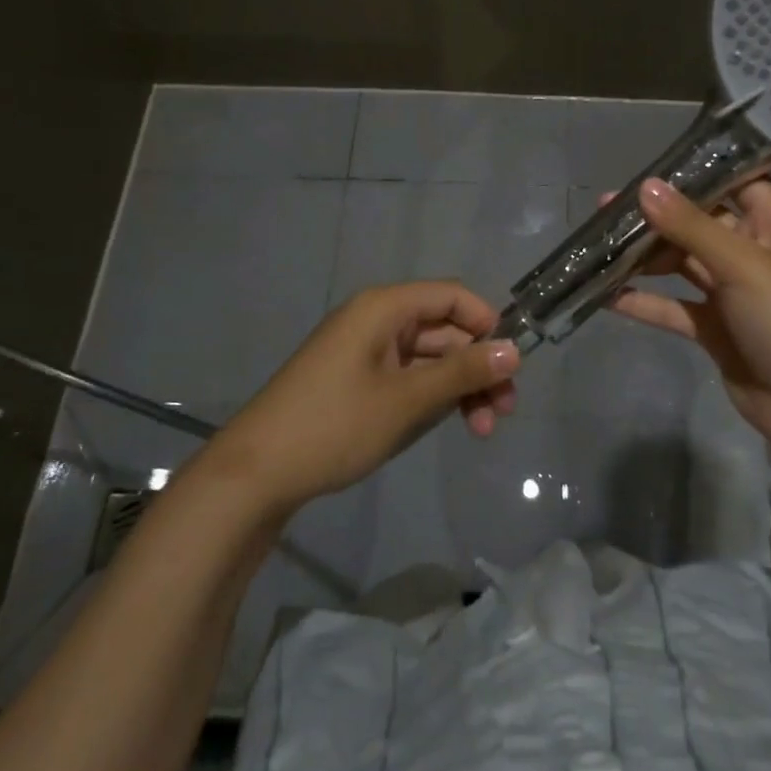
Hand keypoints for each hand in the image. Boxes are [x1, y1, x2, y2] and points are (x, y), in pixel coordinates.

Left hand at [205, 282, 519, 514]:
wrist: (255, 475)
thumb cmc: (334, 426)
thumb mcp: (406, 400)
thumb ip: (463, 372)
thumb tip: (515, 350)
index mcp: (383, 308)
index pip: (451, 296)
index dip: (486, 323)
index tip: (510, 364)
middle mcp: (376, 320)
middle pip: (444, 329)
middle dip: (477, 366)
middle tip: (504, 412)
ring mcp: (366, 351)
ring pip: (430, 357)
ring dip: (460, 387)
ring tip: (483, 429)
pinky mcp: (358, 380)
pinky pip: (408, 376)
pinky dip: (433, 396)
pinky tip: (451, 424)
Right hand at [608, 178, 770, 458]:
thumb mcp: (744, 266)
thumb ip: (692, 227)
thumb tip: (645, 186)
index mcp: (770, 227)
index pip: (736, 182)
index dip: (700, 170)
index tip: (652, 162)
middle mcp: (749, 253)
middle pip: (697, 223)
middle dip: (655, 216)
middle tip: (605, 208)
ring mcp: (730, 293)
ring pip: (680, 264)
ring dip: (644, 257)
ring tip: (598, 246)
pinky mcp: (713, 329)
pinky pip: (673, 307)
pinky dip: (644, 301)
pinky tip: (606, 295)